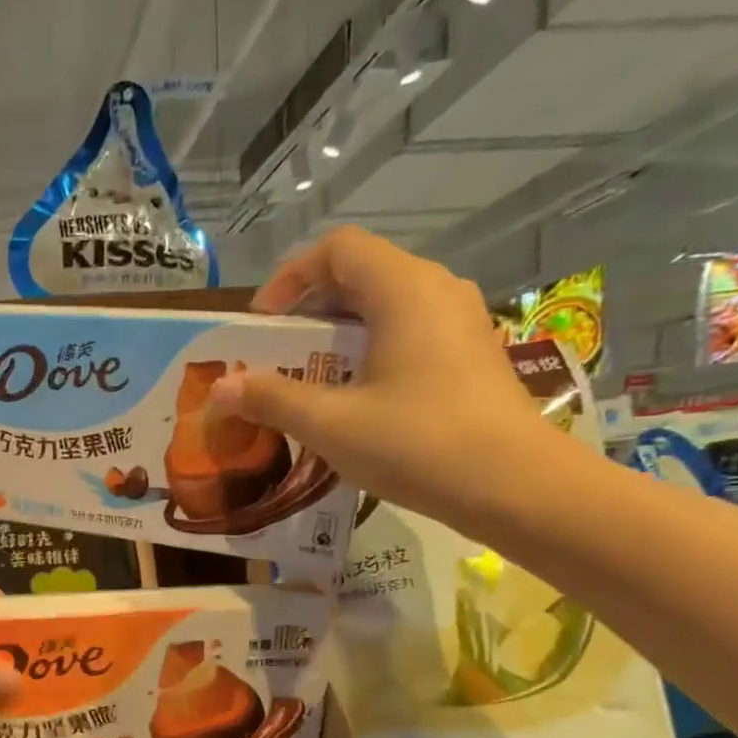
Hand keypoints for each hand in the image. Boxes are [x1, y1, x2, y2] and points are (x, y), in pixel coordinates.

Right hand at [206, 227, 559, 524]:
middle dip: (307, 310)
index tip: (261, 325)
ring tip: (305, 379)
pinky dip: (366, 352)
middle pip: (360, 275)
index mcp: (404, 290)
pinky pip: (406, 334)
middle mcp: (436, 292)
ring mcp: (459, 324)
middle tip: (274, 355)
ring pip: (383, 307)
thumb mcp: (331, 424)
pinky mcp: (468, 357)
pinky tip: (351, 400)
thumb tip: (220, 388)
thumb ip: (272, 399)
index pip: (337, 249)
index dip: (290, 278)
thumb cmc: (418, 443)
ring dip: (335, 335)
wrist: (517, 488)